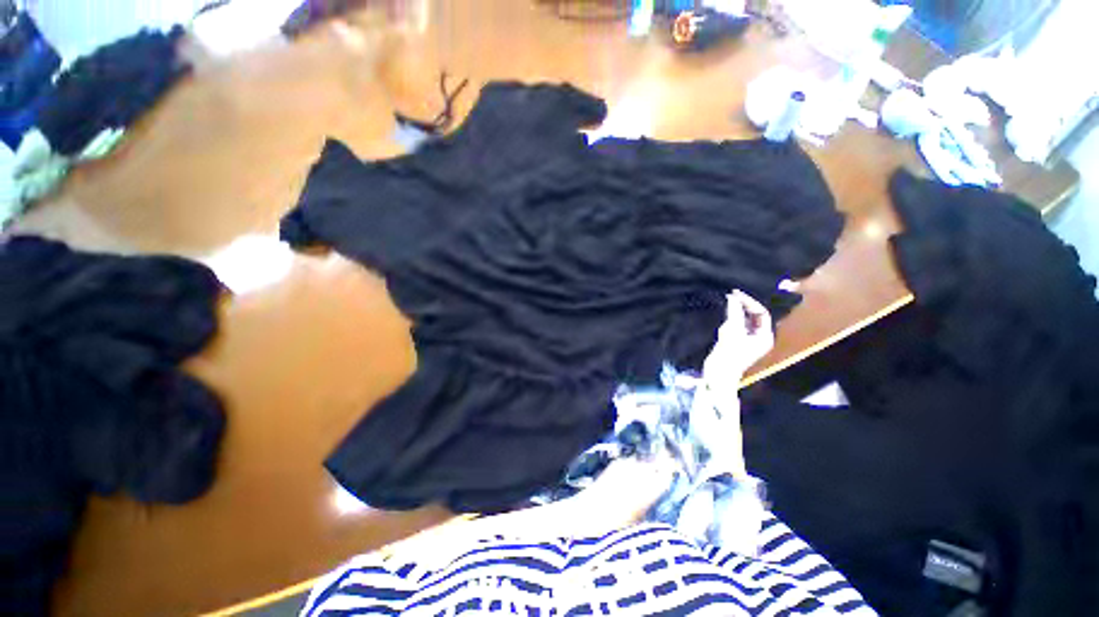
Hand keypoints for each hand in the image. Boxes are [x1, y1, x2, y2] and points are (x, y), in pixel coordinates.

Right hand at [702, 290, 774, 386]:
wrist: (718, 374)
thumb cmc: (728, 354)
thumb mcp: (732, 331)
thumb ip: (734, 313)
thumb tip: (733, 297)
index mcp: (765, 336)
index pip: (761, 313)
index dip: (750, 302)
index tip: (735, 294)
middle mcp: (759, 337)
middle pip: (754, 316)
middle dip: (743, 307)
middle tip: (730, 296)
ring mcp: (748, 341)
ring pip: (744, 321)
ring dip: (735, 313)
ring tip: (726, 305)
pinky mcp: (736, 343)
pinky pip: (736, 327)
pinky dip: (730, 321)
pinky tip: (723, 319)